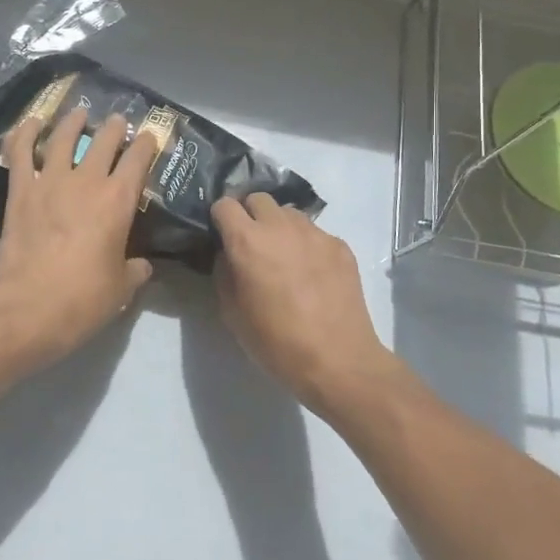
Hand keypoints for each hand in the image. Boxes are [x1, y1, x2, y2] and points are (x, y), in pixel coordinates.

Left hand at [0, 107, 156, 374]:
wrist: (27, 309)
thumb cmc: (82, 300)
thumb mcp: (121, 289)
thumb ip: (135, 270)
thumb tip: (143, 266)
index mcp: (118, 200)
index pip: (138, 159)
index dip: (146, 143)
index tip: (149, 136)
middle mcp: (86, 181)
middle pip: (104, 141)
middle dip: (114, 128)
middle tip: (117, 122)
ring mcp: (49, 181)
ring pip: (63, 138)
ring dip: (73, 122)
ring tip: (79, 114)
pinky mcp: (20, 191)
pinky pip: (20, 153)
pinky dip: (25, 133)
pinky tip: (31, 122)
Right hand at [210, 194, 401, 414]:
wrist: (338, 360)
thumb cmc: (276, 342)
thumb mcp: (232, 313)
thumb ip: (225, 273)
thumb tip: (229, 254)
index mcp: (248, 241)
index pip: (225, 204)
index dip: (220, 218)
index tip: (222, 235)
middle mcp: (281, 226)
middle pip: (259, 198)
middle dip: (250, 215)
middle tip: (252, 244)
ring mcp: (315, 233)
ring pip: (289, 213)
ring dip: (280, 227)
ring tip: (284, 258)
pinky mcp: (340, 246)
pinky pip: (315, 234)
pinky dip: (307, 245)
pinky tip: (312, 275)